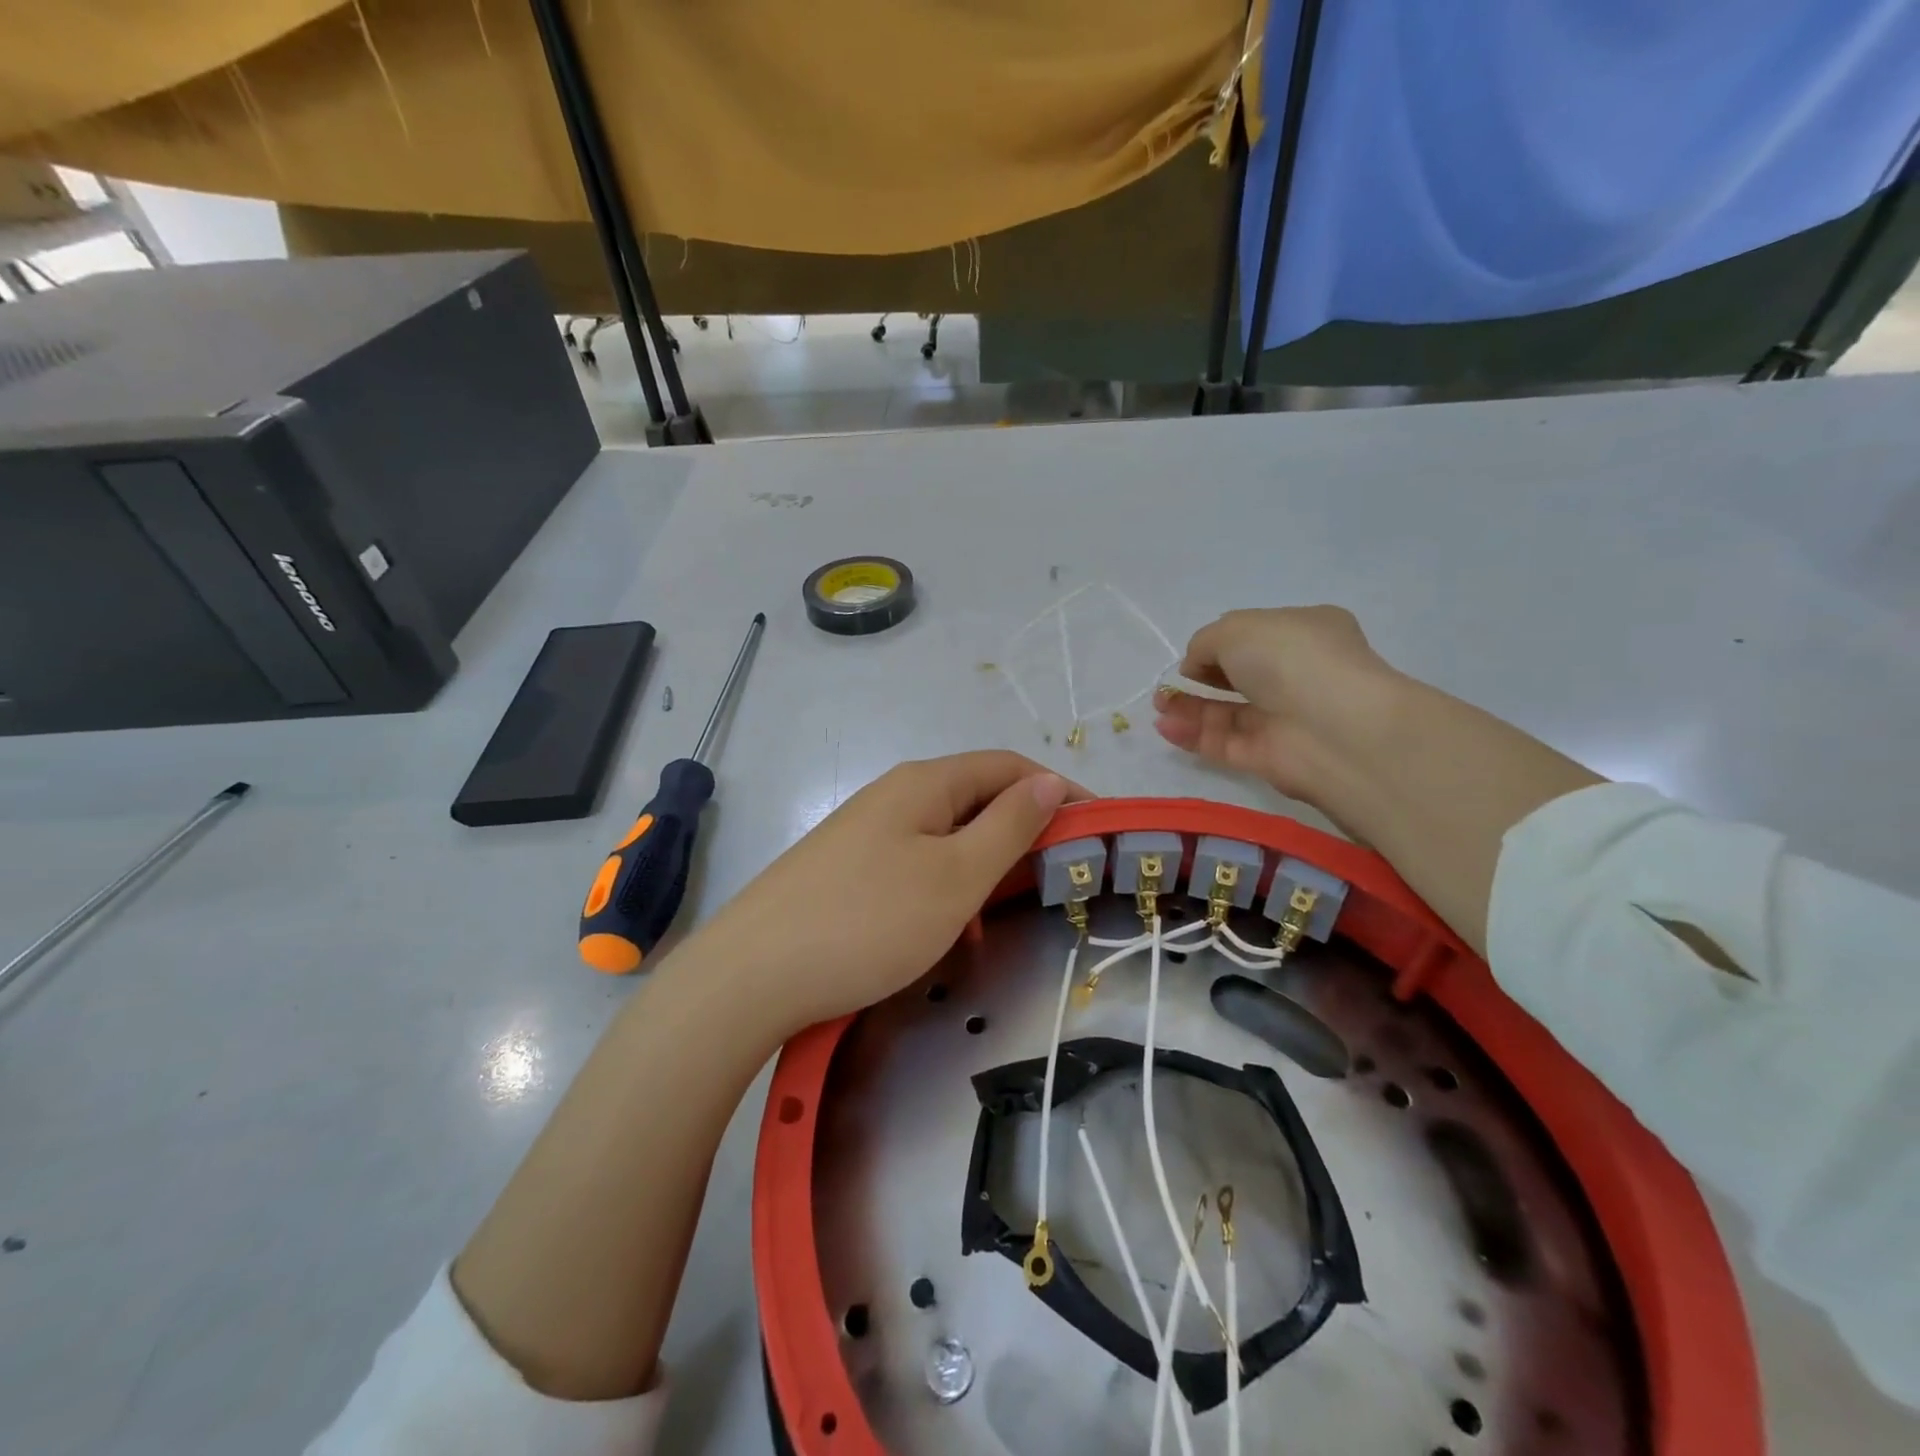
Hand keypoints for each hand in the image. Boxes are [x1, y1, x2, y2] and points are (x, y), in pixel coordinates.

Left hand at [681, 751, 1077, 1036]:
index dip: (1058, 791)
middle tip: (1052, 881)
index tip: (1096, 831)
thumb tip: (1050, 780)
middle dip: (1021, 835)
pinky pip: (914, 866)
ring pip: (947, 838)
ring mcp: (865, 832)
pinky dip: (944, 892)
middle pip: (977, 799)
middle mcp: (894, 795)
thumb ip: (1010, 825)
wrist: (751, 974)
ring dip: (982, 871)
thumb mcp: (956, 875)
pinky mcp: (846, 869)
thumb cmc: (869, 921)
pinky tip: (945, 936)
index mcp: (925, 783)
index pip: (1008, 766)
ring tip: (996, 921)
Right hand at [1153, 606, 1405, 803]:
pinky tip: (1165, 726)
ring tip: (1158, 704)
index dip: (1220, 644)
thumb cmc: (1290, 659)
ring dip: (1189, 708)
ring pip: (1228, 713)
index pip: (1256, 637)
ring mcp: (1284, 719)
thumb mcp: (1237, 628)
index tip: (1195, 654)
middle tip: (1167, 685)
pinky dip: (1193, 735)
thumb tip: (1195, 666)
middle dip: (1199, 678)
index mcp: (1305, 633)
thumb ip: (1205, 642)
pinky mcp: (1268, 758)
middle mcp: (1297, 675)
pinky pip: (1224, 743)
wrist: (1333, 727)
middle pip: (1239, 677)